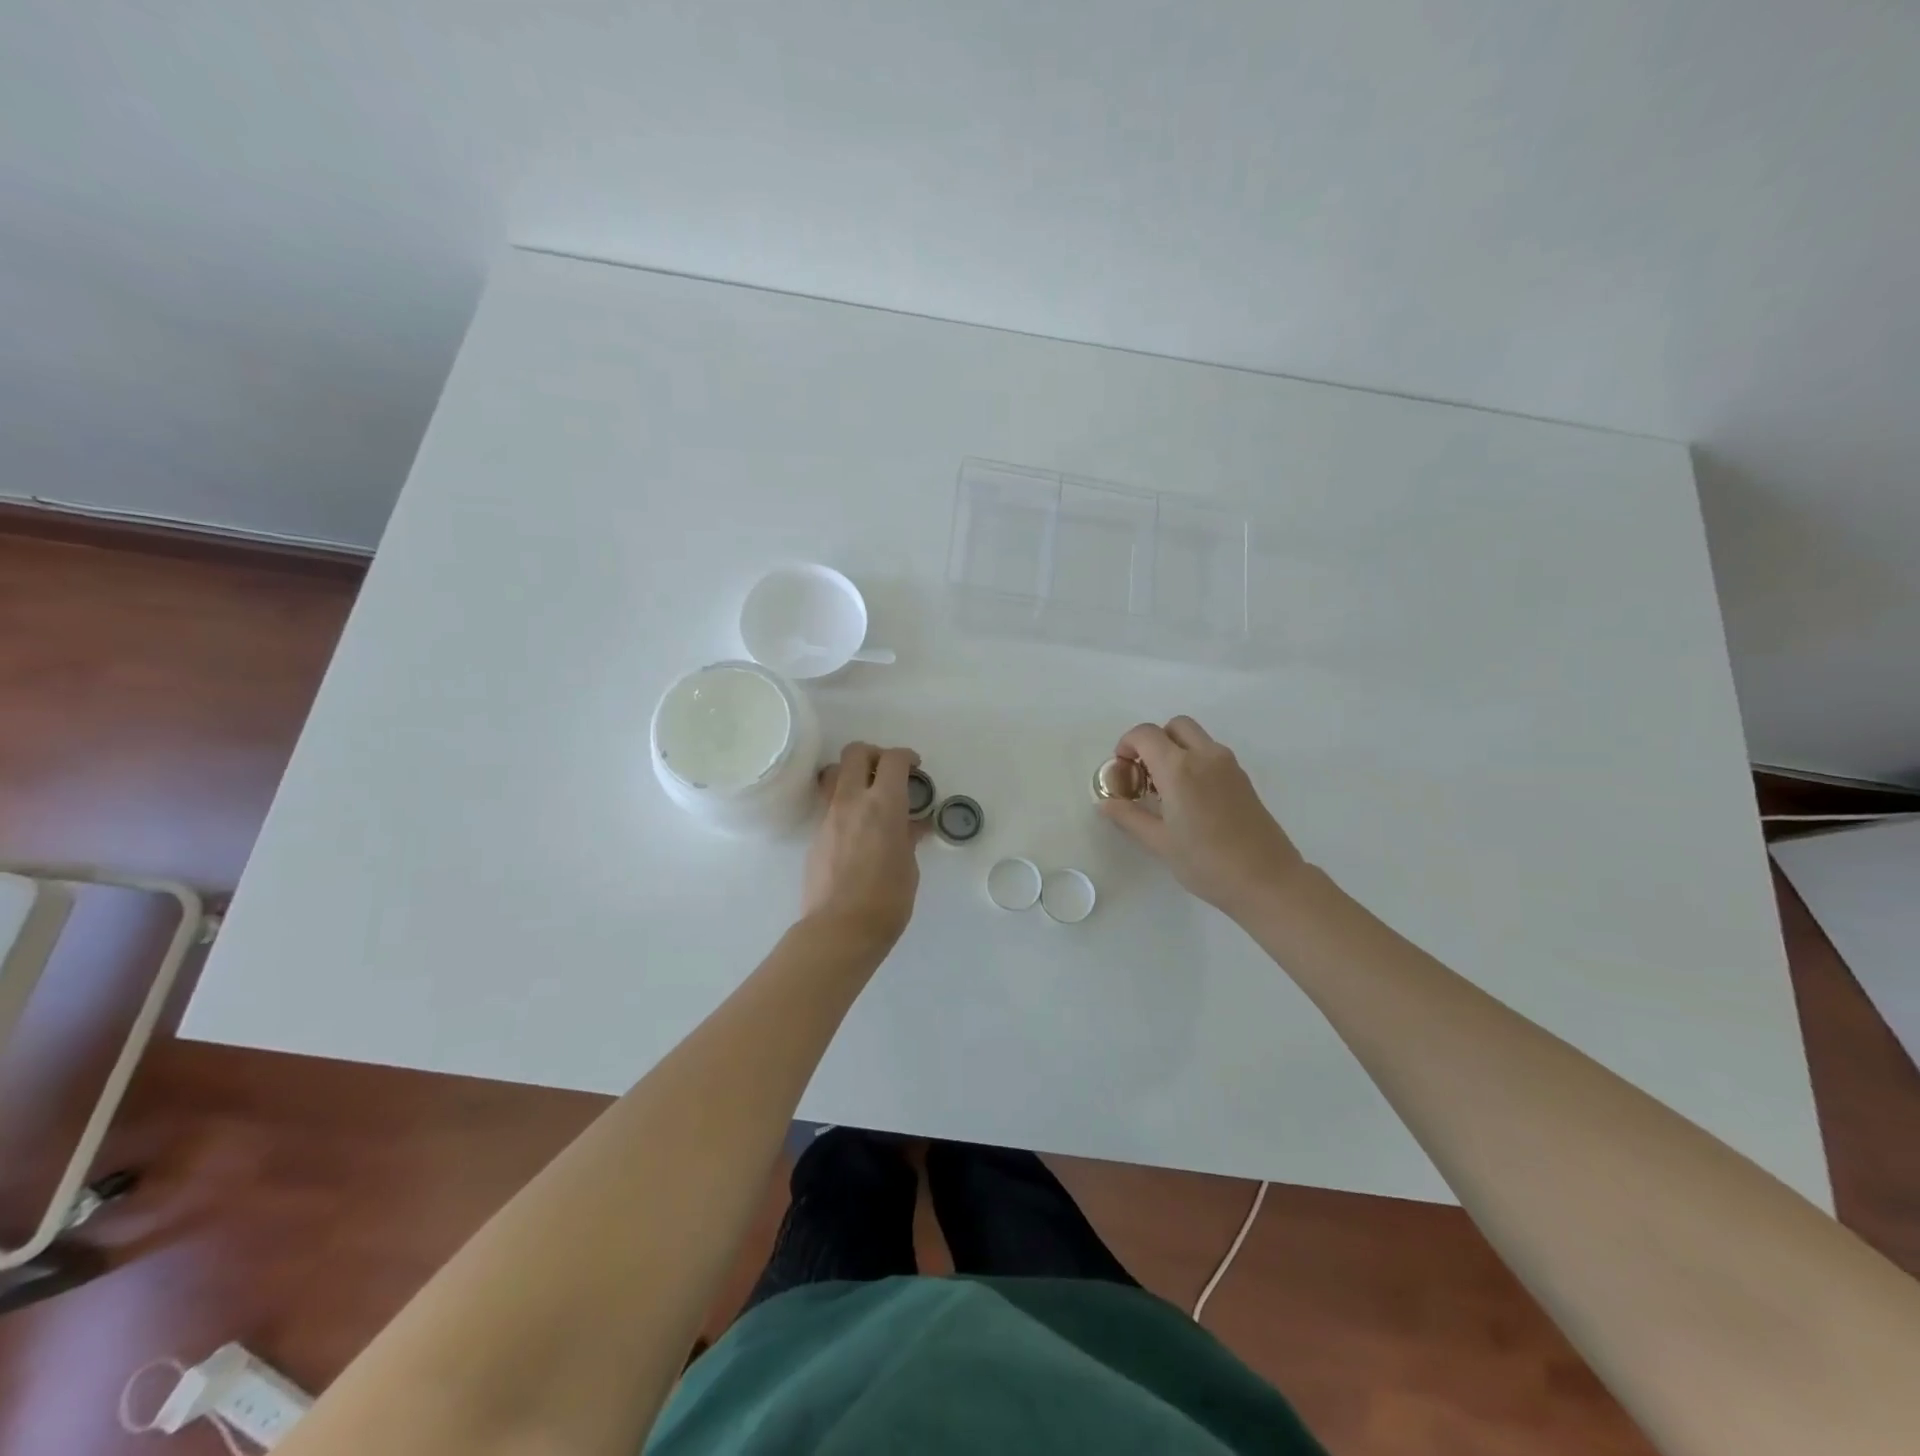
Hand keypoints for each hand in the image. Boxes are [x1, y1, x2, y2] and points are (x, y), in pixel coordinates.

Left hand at [802, 742, 924, 954]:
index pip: (892, 760)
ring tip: (866, 794)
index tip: (914, 767)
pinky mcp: (815, 835)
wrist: (840, 929)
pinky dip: (843, 802)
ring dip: (850, 773)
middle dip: (873, 753)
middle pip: (855, 752)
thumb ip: (909, 837)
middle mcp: (852, 801)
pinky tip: (856, 827)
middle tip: (887, 772)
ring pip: (833, 773)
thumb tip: (913, 825)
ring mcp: (829, 816)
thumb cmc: (887, 901)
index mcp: (883, 805)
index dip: (906, 756)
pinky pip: (828, 803)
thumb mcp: (909, 867)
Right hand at [1098, 716, 1308, 920]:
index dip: (1127, 745)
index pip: (1145, 735)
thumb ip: (1129, 817)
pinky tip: (1189, 798)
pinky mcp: (1243, 778)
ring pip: (1196, 737)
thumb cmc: (1207, 863)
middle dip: (1154, 741)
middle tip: (1144, 773)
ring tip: (1165, 788)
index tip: (1121, 770)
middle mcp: (1205, 756)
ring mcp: (1228, 765)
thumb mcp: (1160, 842)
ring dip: (1175, 749)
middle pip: (1174, 726)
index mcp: (1179, 768)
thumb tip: (1104, 803)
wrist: (1267, 880)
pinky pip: (1211, 754)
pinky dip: (1194, 760)